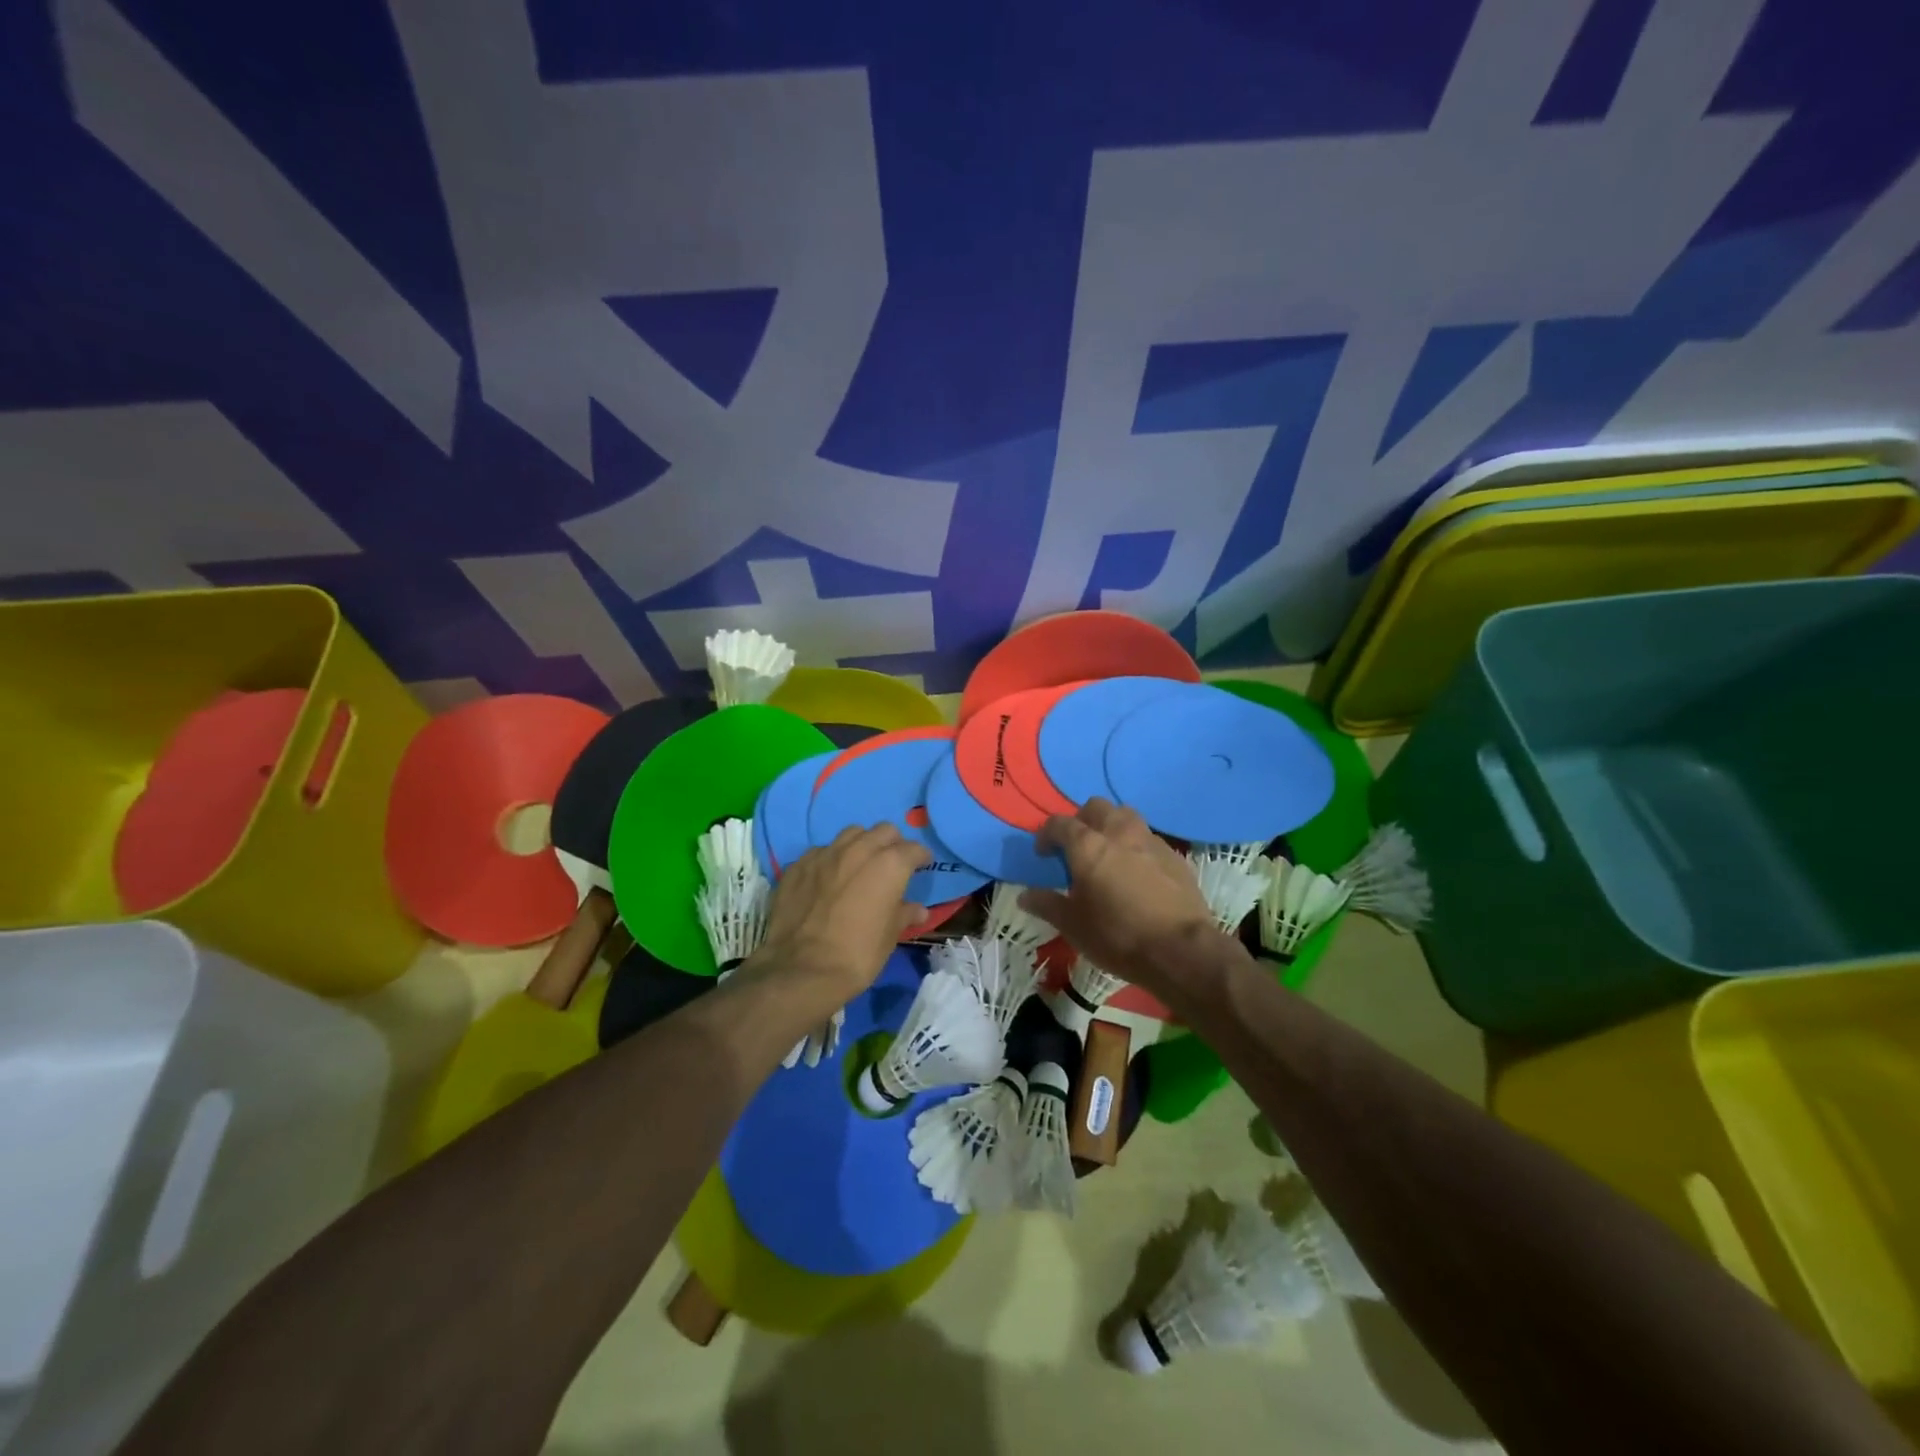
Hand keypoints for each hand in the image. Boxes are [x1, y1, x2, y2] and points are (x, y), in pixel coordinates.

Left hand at [749, 824, 929, 1003]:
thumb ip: (904, 914)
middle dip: (892, 843)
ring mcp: (825, 854)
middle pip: (883, 831)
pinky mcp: (798, 865)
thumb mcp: (889, 937)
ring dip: (861, 844)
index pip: (913, 849)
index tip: (922, 865)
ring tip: (859, 864)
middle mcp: (858, 850)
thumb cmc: (858, 955)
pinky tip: (828, 879)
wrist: (801, 970)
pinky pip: (820, 852)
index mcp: (889, 865)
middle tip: (892, 863)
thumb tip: (918, 910)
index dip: (921, 857)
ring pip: (851, 834)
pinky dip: (830, 860)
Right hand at [1020, 799, 1222, 999]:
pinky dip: (1136, 847)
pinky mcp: (1174, 856)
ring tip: (1108, 853)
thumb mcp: (1073, 925)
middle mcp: (1119, 832)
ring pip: (1126, 817)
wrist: (1180, 949)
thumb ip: (1047, 905)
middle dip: (1082, 820)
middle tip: (1076, 847)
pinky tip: (1137, 872)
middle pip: (1096, 808)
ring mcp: (1151, 841)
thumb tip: (1025, 896)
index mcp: (1088, 845)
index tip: (1043, 854)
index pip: (1060, 823)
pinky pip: (1149, 839)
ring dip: (1112, 827)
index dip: (1047, 835)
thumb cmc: (1117, 935)